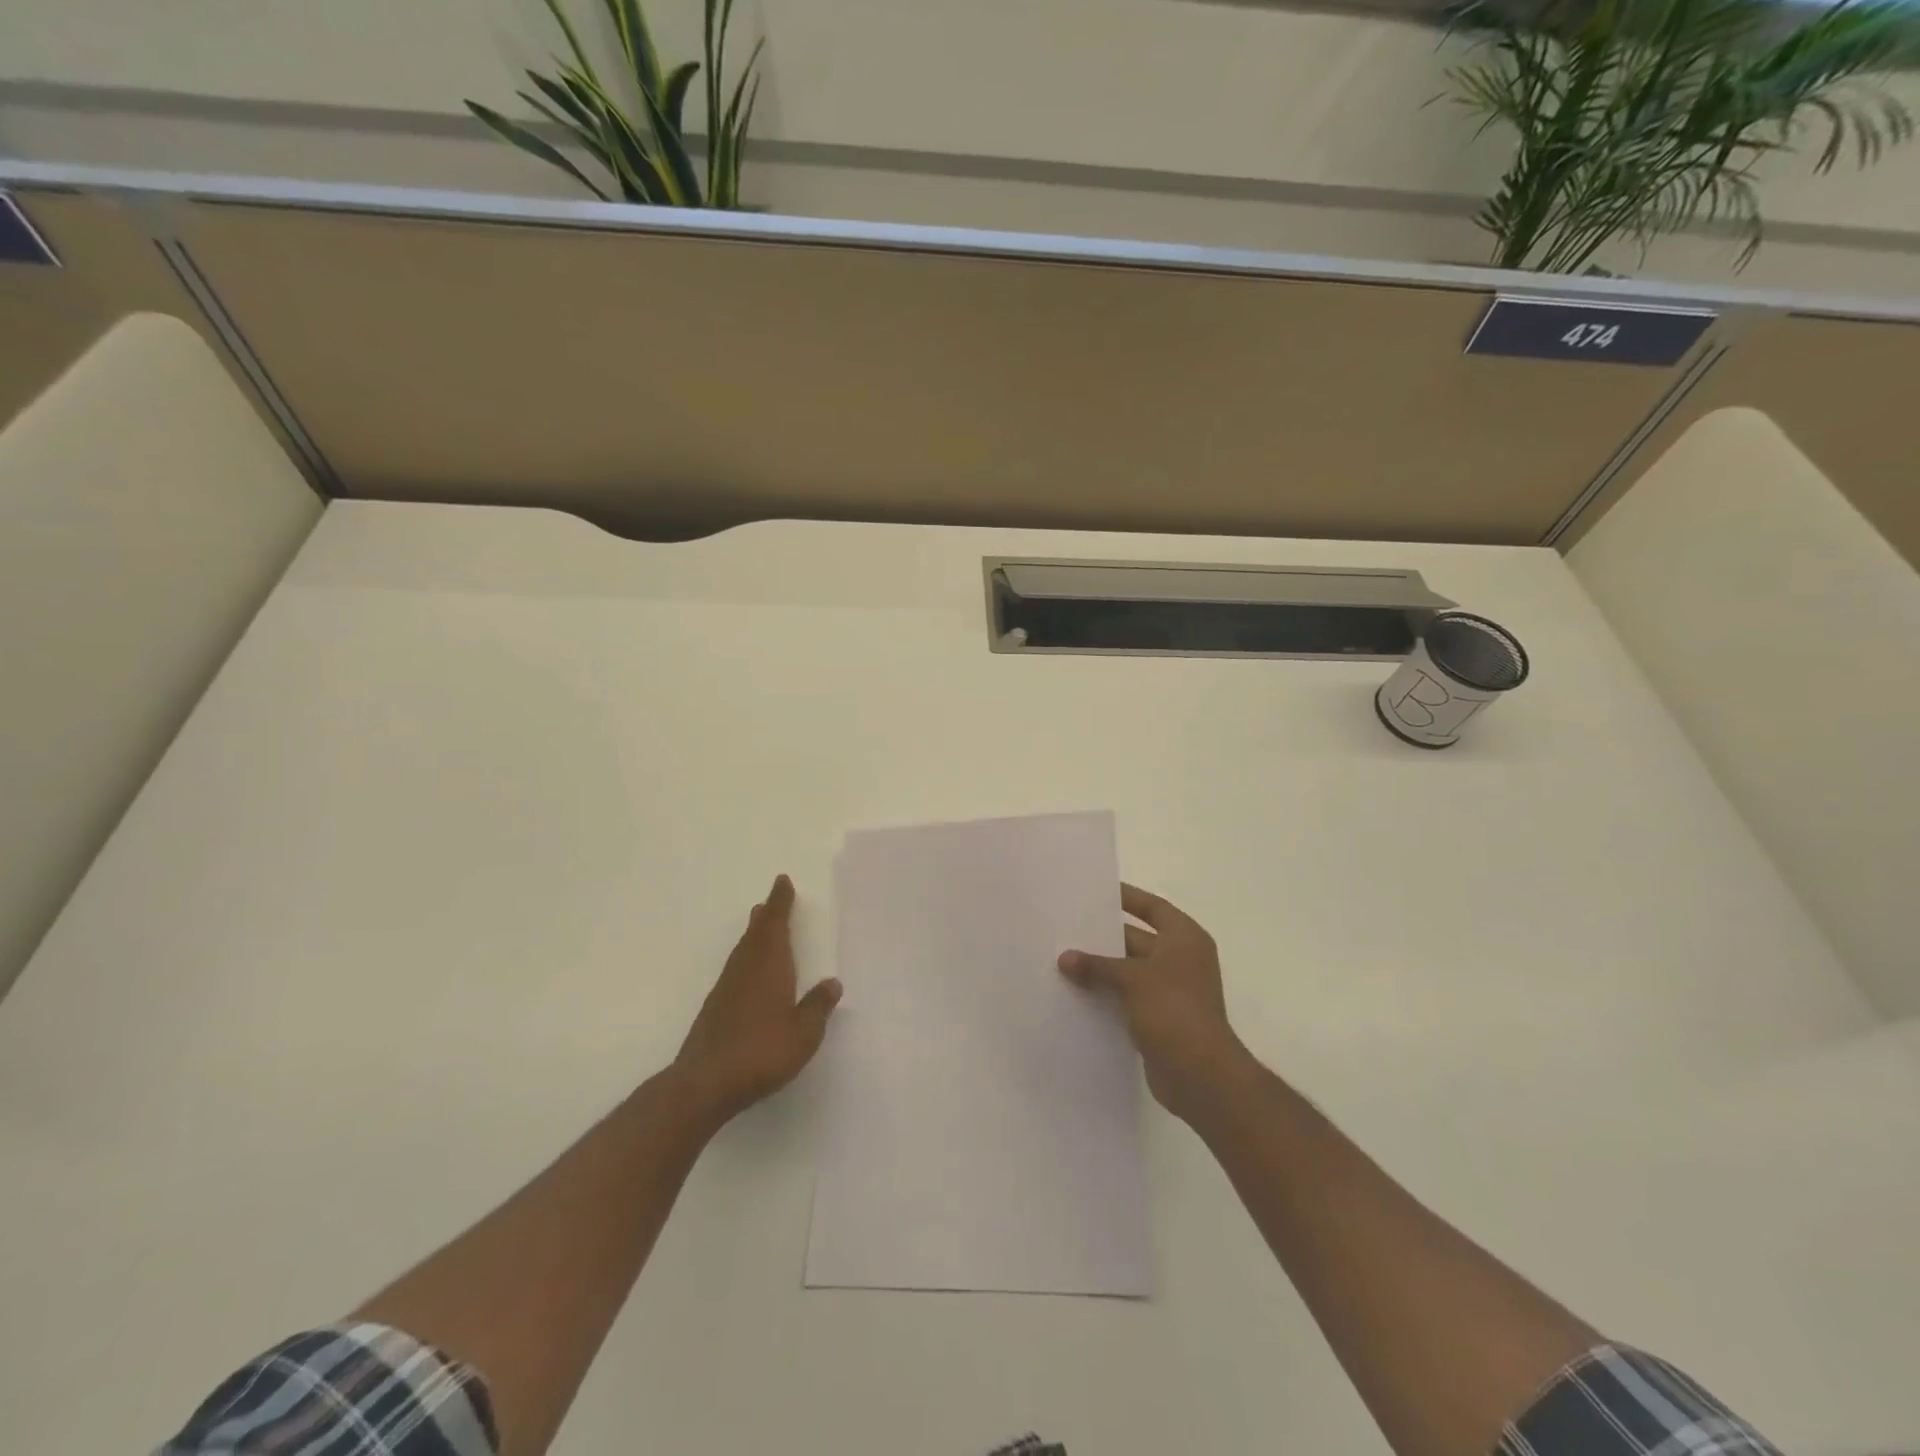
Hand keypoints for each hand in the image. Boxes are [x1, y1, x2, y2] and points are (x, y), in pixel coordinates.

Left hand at [674, 875, 841, 1124]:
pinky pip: (735, 969)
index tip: (782, 882)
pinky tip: (748, 972)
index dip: (780, 903)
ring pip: (743, 950)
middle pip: (756, 933)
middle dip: (766, 915)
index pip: (776, 925)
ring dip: (753, 934)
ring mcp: (726, 988)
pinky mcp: (715, 1008)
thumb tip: (832, 983)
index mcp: (770, 966)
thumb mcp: (804, 1033)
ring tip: (759, 924)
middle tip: (772, 900)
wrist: (705, 1082)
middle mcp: (746, 969)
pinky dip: (745, 958)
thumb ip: (818, 1007)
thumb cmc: (762, 1051)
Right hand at [1058, 883, 1255, 1122]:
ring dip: (1102, 968)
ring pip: (1129, 970)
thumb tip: (1064, 958)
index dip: (1127, 897)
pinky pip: (1127, 997)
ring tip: (1063, 959)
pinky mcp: (1159, 1019)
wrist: (1200, 1075)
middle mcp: (1180, 960)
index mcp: (1184, 939)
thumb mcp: (1132, 979)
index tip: (1095, 891)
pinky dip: (1106, 994)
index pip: (1152, 907)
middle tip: (1067, 927)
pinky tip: (1075, 992)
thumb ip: (1097, 966)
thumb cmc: (1173, 1010)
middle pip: (1137, 938)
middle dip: (1105, 936)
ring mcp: (1171, 991)